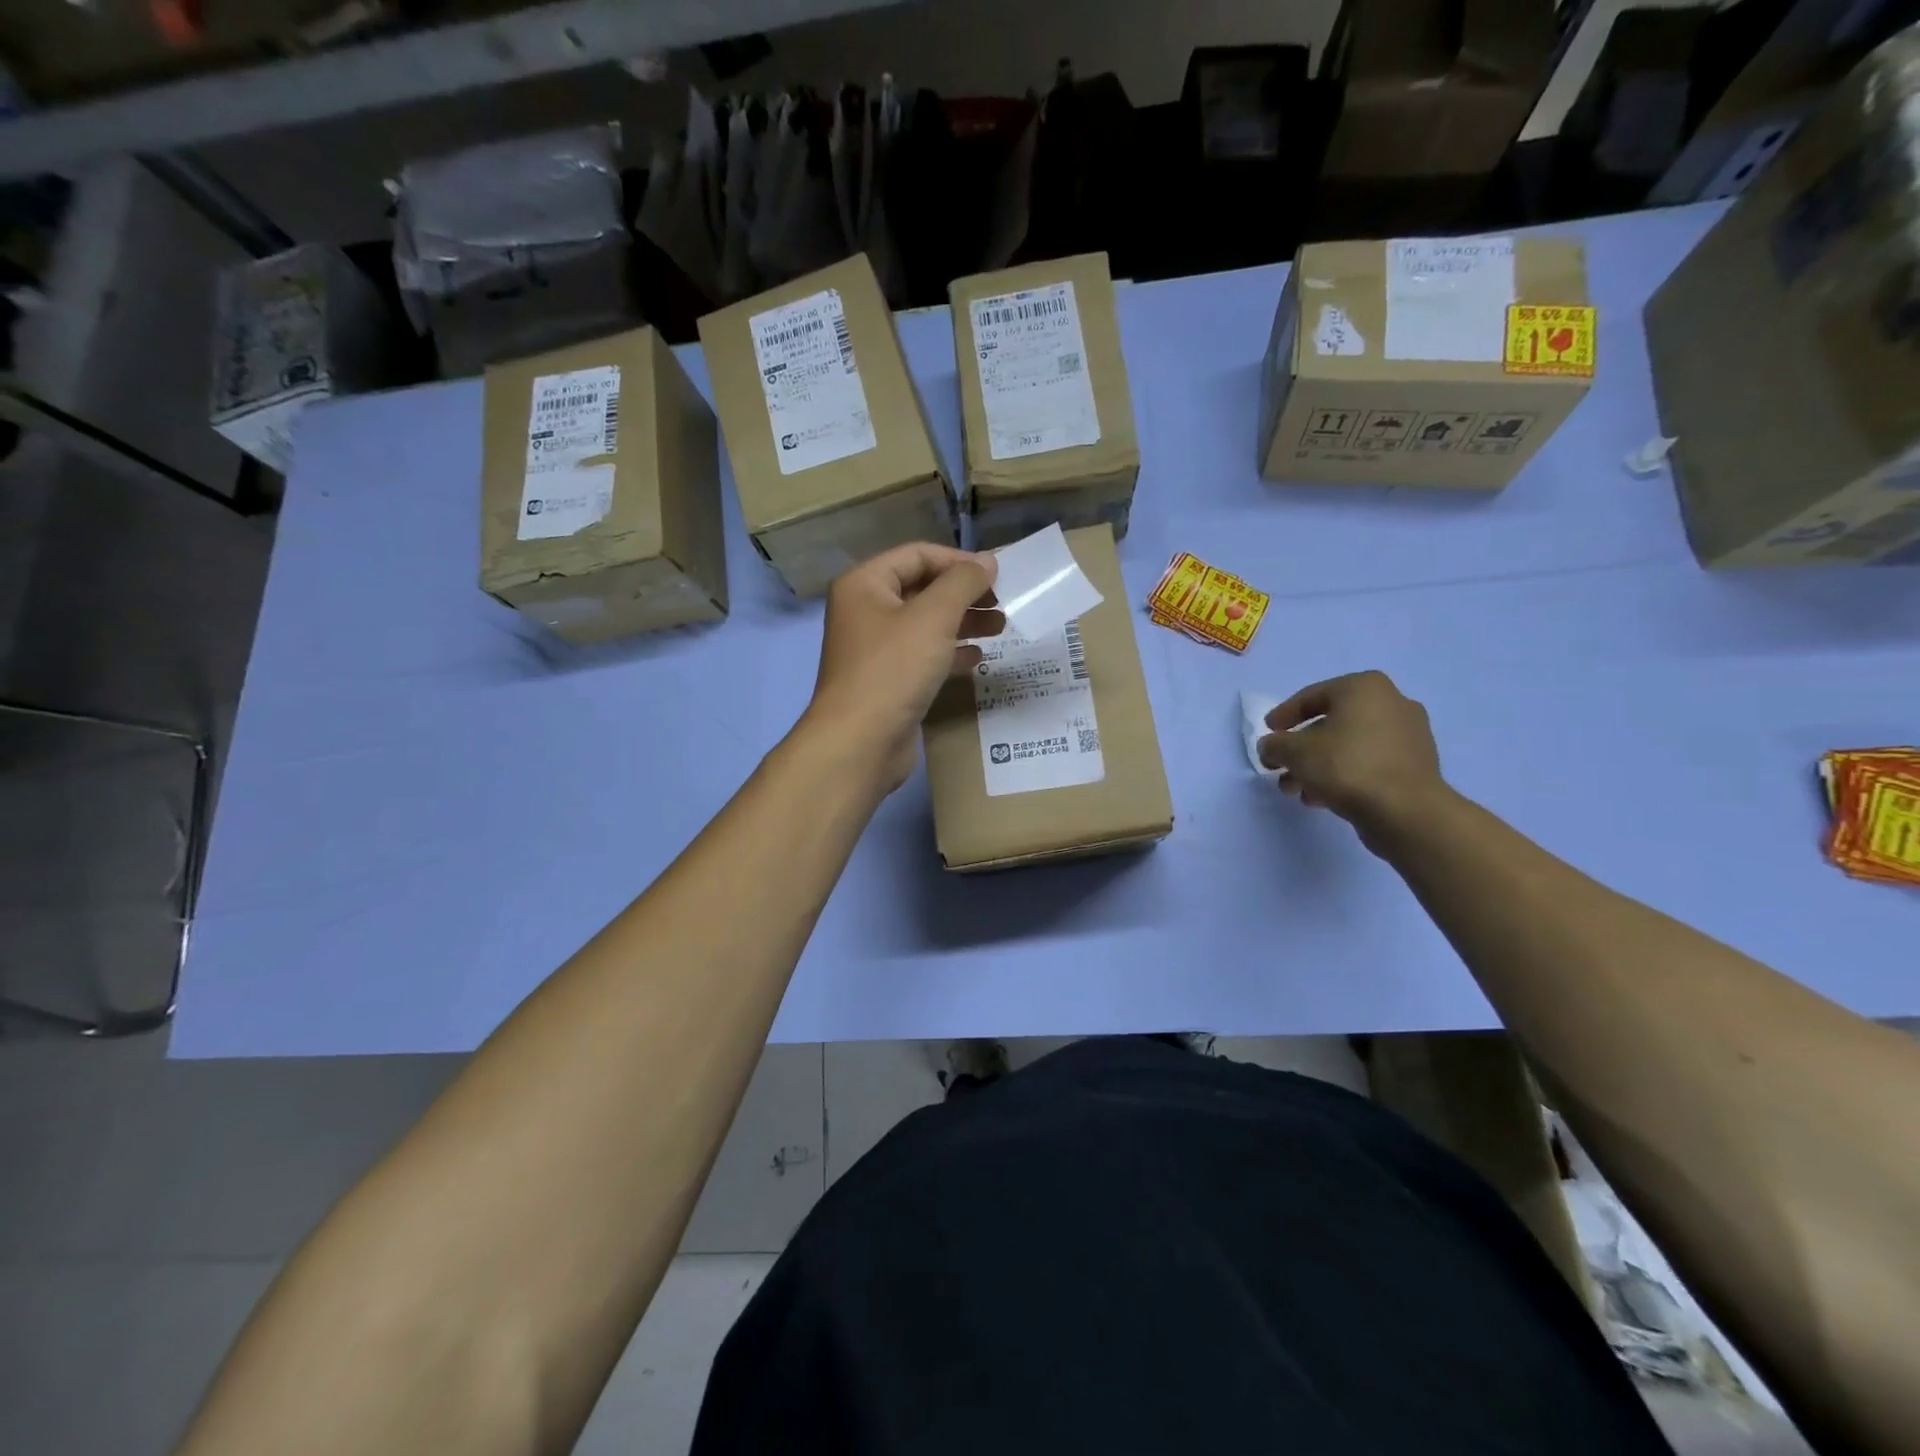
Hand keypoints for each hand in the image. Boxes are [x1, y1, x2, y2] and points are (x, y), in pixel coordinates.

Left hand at [802, 542, 1000, 790]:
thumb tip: (988, 561)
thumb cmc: (893, 670)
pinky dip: (950, 653)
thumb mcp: (933, 617)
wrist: (860, 743)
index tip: (999, 575)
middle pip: (922, 589)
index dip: (959, 561)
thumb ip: (963, 583)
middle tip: (1003, 603)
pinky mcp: (887, 681)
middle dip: (964, 594)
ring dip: (963, 623)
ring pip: (926, 624)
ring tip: (1001, 628)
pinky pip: (923, 656)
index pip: (918, 555)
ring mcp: (875, 649)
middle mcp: (865, 611)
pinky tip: (978, 658)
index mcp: (864, 584)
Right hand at [1258, 671, 1447, 849]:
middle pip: (1331, 723)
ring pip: (1348, 746)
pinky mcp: (1415, 765)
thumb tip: (1270, 747)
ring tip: (1295, 789)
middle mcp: (1392, 703)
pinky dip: (1342, 775)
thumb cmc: (1346, 766)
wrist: (1406, 811)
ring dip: (1317, 765)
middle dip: (1300, 748)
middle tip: (1278, 766)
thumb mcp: (1295, 752)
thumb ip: (1274, 745)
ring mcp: (1408, 735)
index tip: (1267, 733)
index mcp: (1364, 688)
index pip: (1312, 696)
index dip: (1283, 715)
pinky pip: (1368, 763)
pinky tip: (1320, 797)